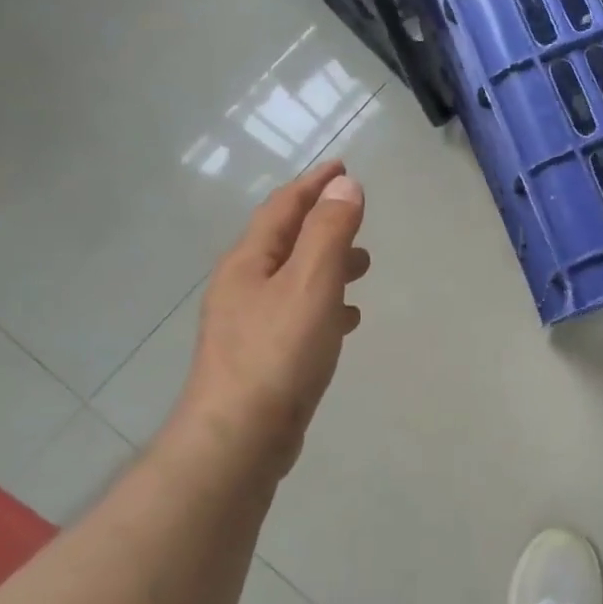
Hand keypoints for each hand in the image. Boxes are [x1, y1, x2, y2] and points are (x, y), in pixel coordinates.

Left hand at [167, 161, 369, 483]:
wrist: (239, 438)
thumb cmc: (277, 354)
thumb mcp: (311, 284)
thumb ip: (329, 233)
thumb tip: (345, 185)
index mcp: (249, 262)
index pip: (283, 208)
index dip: (314, 184)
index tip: (343, 166)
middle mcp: (242, 287)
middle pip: (285, 241)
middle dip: (323, 225)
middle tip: (359, 220)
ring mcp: (248, 324)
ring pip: (294, 279)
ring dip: (327, 266)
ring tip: (363, 268)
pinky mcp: (260, 356)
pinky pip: (297, 314)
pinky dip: (324, 305)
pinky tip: (346, 321)